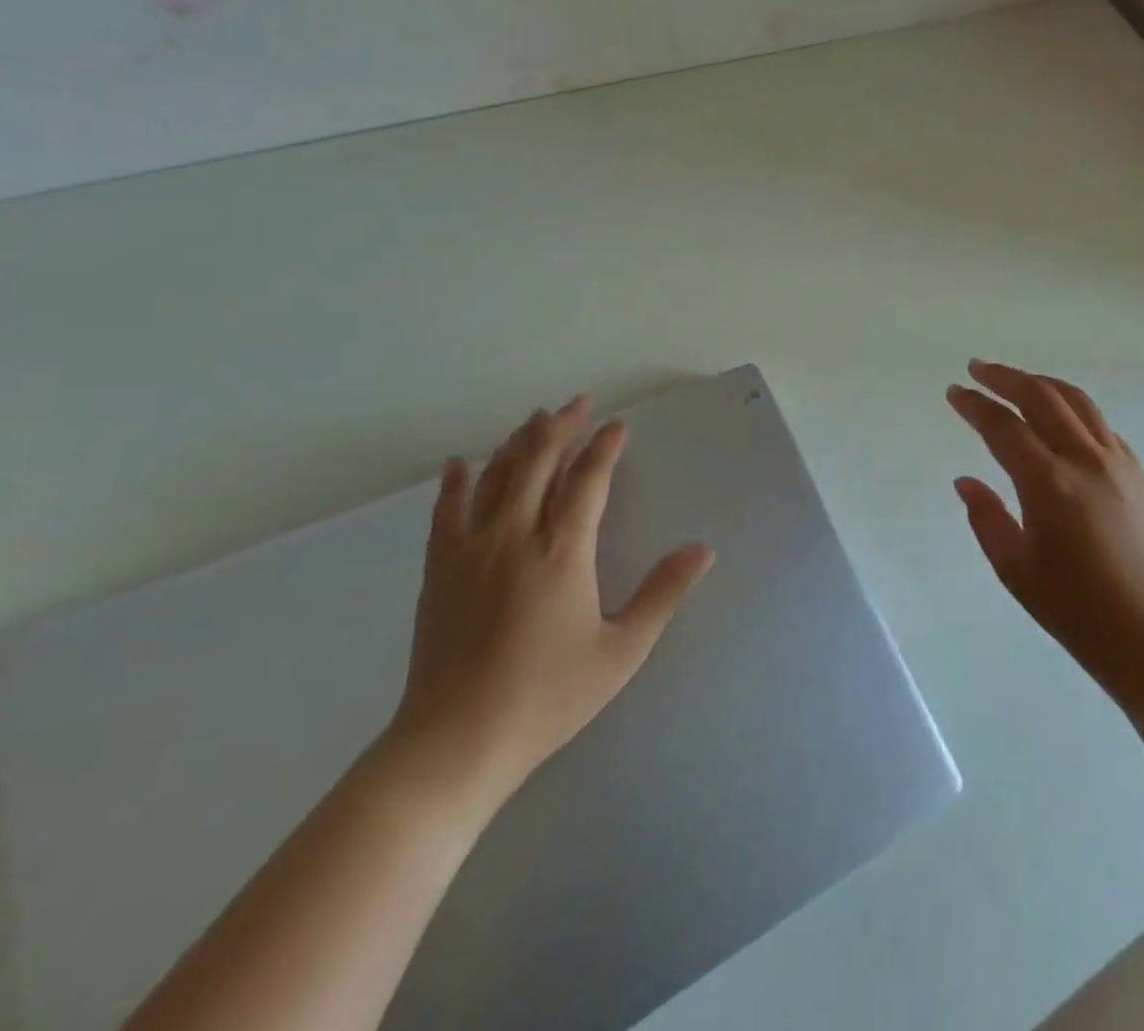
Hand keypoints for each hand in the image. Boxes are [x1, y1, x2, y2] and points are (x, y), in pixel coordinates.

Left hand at [379, 395, 712, 830]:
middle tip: (578, 402)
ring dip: (518, 442)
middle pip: (538, 461)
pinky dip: (457, 480)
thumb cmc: (547, 697)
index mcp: (563, 550)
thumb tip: (702, 550)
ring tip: (535, 419)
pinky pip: (448, 508)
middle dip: (561, 426)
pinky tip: (461, 463)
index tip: (616, 425)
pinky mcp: (441, 567)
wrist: (456, 741)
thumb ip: (662, 594)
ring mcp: (472, 548)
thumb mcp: (621, 652)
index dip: (604, 448)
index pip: (587, 480)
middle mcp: (516, 534)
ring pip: (496, 475)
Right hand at [947, 360, 1143, 699]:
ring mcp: (1118, 464)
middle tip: (978, 369)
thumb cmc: (1076, 611)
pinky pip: (1100, 424)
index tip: (954, 391)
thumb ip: (985, 518)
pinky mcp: (1138, 474)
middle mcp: (1086, 461)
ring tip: (1016, 380)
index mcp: (1049, 484)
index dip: (975, 405)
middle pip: (1042, 397)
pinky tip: (1059, 418)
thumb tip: (965, 481)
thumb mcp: (1015, 569)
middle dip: (1006, 377)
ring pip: (1077, 401)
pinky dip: (1072, 408)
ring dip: (1041, 383)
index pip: (1003, 426)